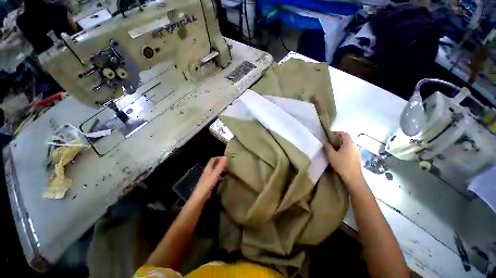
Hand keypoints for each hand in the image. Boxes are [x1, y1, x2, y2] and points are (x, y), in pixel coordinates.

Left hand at [191, 156, 226, 201]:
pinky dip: (220, 175)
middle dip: (221, 163)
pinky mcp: (209, 183)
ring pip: (215, 170)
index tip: (227, 158)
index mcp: (208, 168)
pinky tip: (224, 178)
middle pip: (214, 164)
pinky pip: (216, 176)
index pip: (213, 159)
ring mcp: (208, 178)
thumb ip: (219, 166)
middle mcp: (208, 172)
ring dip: (221, 169)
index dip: (219, 157)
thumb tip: (225, 157)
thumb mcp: (214, 175)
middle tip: (229, 164)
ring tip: (228, 170)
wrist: (199, 198)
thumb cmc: (207, 185)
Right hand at [323, 132, 362, 184]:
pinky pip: (350, 150)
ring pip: (348, 145)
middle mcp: (354, 146)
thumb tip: (325, 141)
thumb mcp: (331, 155)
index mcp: (349, 143)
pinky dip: (344, 149)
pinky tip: (339, 155)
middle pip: (347, 139)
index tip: (329, 136)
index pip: (344, 133)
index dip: (337, 133)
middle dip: (338, 139)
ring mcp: (357, 152)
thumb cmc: (341, 164)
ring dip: (341, 145)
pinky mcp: (357, 157)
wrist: (353, 177)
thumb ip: (327, 146)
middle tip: (329, 142)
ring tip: (333, 149)